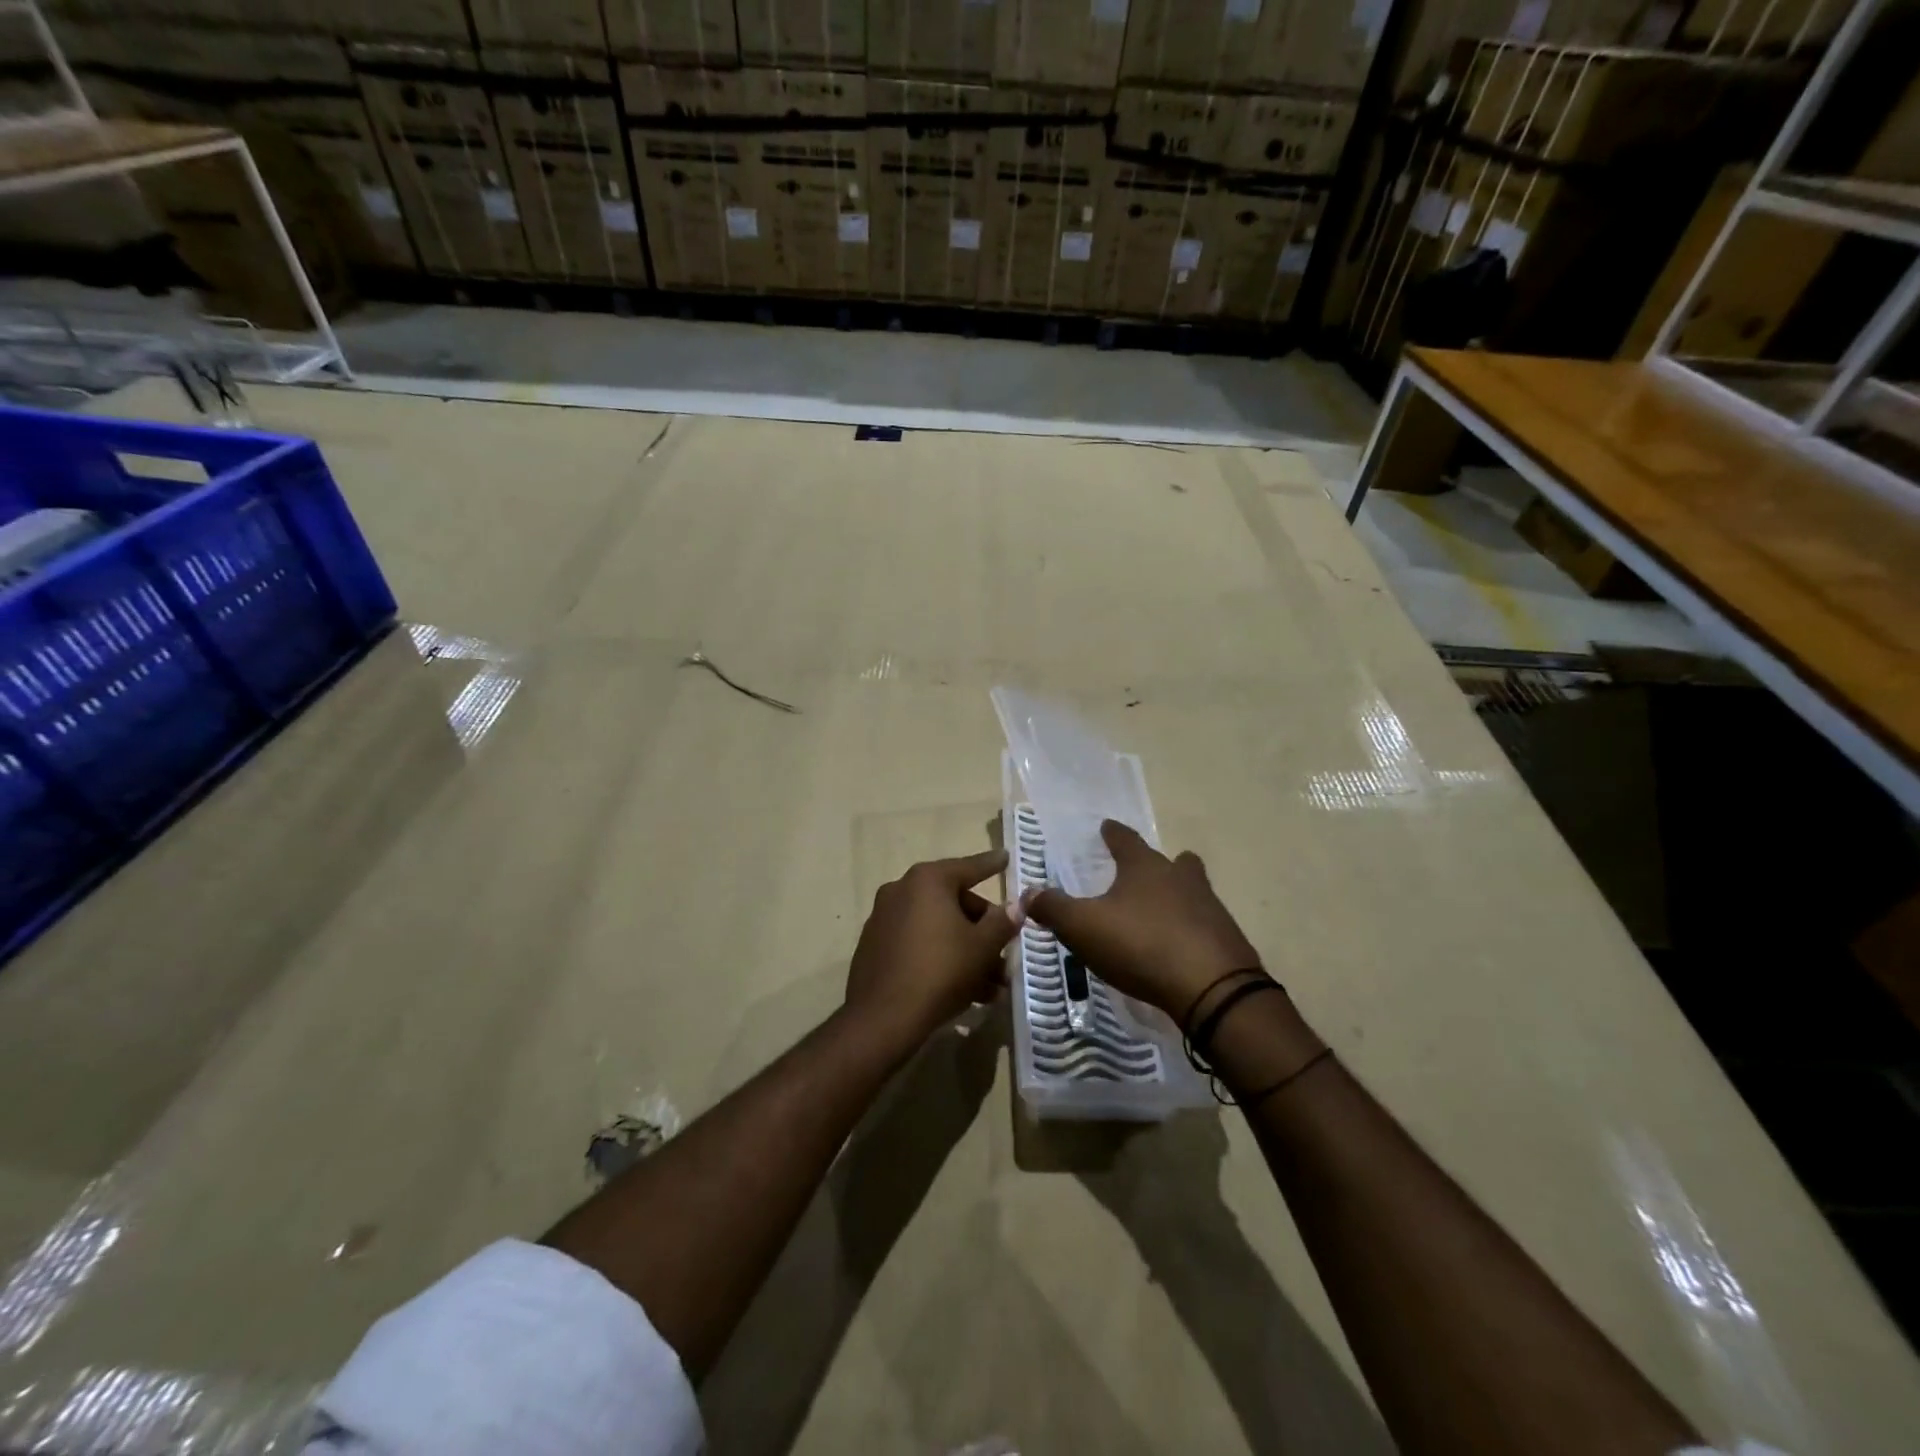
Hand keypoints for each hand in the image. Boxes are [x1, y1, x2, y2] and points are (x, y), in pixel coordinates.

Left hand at [847, 849, 1022, 1047]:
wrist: (882, 1018)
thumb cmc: (940, 971)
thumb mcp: (982, 947)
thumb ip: (1002, 922)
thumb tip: (1016, 906)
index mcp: (927, 881)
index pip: (968, 867)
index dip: (991, 865)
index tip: (1006, 857)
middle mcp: (901, 891)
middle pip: (954, 902)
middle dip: (983, 931)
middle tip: (1005, 955)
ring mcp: (884, 919)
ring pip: (937, 928)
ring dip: (966, 951)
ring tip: (991, 986)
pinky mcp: (875, 947)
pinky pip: (918, 944)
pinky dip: (941, 958)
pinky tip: (964, 990)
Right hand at [1026, 821, 1259, 1020]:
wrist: (1212, 988)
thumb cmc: (1141, 945)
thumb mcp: (1084, 927)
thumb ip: (1053, 908)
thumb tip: (1026, 893)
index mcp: (1144, 867)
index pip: (1125, 839)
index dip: (1112, 833)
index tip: (1106, 826)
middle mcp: (1180, 877)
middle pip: (1170, 861)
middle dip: (1154, 864)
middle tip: (1138, 872)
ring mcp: (1209, 906)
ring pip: (1192, 889)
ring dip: (1176, 895)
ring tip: (1157, 911)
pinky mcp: (1226, 938)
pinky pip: (1203, 924)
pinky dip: (1189, 929)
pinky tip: (1177, 947)